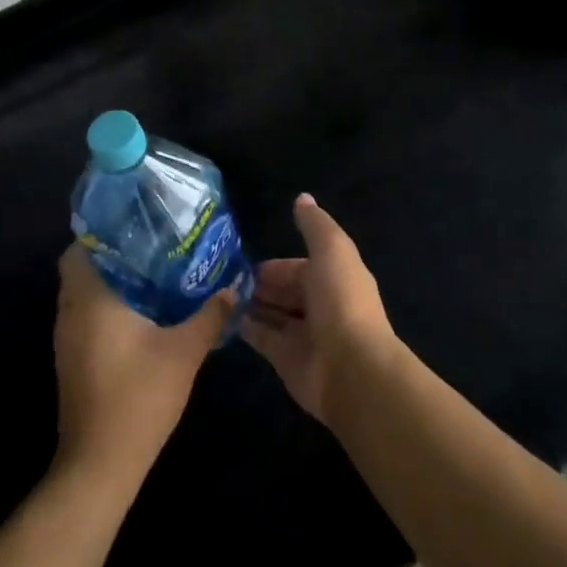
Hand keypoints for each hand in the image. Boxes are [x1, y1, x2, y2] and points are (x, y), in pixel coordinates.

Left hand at [53, 244, 233, 498]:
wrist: (100, 465)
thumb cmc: (139, 398)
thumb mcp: (184, 352)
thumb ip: (210, 314)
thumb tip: (234, 286)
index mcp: (91, 298)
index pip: (82, 245)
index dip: (107, 228)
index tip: (139, 221)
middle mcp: (71, 311)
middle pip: (83, 265)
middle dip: (115, 251)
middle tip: (154, 242)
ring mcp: (67, 337)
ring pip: (85, 291)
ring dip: (112, 278)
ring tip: (155, 268)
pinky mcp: (72, 358)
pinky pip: (86, 313)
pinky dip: (108, 303)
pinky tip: (144, 309)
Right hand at [241, 194, 396, 424]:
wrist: (351, 368)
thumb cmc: (341, 301)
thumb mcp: (331, 249)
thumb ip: (314, 225)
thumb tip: (302, 198)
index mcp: (333, 277)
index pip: (298, 267)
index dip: (274, 265)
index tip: (242, 260)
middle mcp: (319, 305)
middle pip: (283, 291)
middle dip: (258, 284)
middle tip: (222, 278)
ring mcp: (303, 335)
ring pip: (272, 314)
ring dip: (249, 304)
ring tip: (215, 294)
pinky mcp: (287, 360)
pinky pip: (262, 339)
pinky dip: (244, 328)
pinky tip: (221, 316)